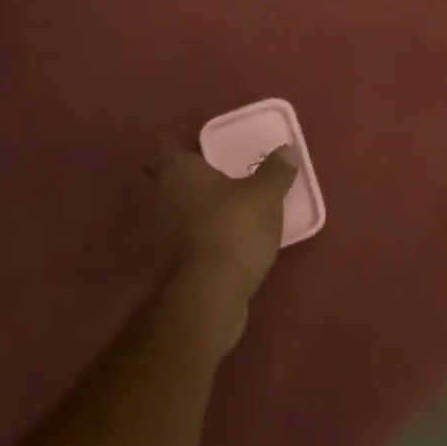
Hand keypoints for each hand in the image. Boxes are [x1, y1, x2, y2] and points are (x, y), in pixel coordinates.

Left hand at [149, 148, 297, 351]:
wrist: (209, 295)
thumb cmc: (233, 229)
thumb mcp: (265, 195)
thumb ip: (276, 170)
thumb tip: (287, 149)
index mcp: (178, 172)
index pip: (165, 154)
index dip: (182, 155)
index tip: (202, 157)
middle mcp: (160, 198)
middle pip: (169, 185)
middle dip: (190, 185)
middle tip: (220, 183)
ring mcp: (159, 236)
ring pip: (176, 215)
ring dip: (195, 214)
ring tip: (227, 214)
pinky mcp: (166, 267)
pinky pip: (183, 243)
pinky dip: (198, 241)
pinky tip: (223, 244)